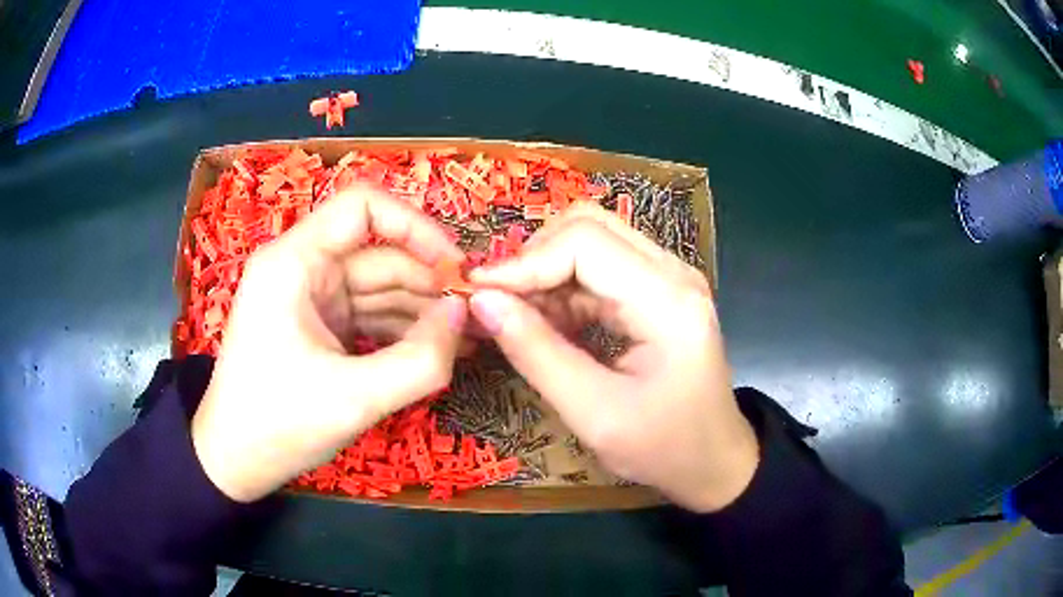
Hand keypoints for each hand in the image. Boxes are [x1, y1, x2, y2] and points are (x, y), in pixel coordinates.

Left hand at [191, 187, 467, 502]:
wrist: (236, 461)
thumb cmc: (278, 425)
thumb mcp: (353, 398)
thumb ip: (419, 360)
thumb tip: (465, 313)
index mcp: (294, 262)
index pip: (362, 207)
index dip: (416, 227)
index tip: (457, 270)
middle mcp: (303, 268)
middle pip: (380, 254)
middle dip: (432, 283)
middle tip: (483, 316)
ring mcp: (313, 299)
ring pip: (380, 288)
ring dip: (425, 311)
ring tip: (474, 338)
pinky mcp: (321, 327)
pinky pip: (372, 316)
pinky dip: (405, 331)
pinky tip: (441, 350)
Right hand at [469, 204, 758, 511]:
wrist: (716, 461)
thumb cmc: (664, 448)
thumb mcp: (594, 413)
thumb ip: (537, 354)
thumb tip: (482, 302)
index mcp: (668, 299)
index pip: (585, 243)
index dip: (524, 262)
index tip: (477, 292)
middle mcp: (673, 272)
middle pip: (589, 225)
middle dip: (534, 257)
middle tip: (497, 301)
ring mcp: (668, 278)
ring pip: (592, 241)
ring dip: (546, 271)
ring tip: (514, 316)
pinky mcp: (659, 291)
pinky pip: (601, 268)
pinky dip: (564, 287)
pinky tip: (546, 324)